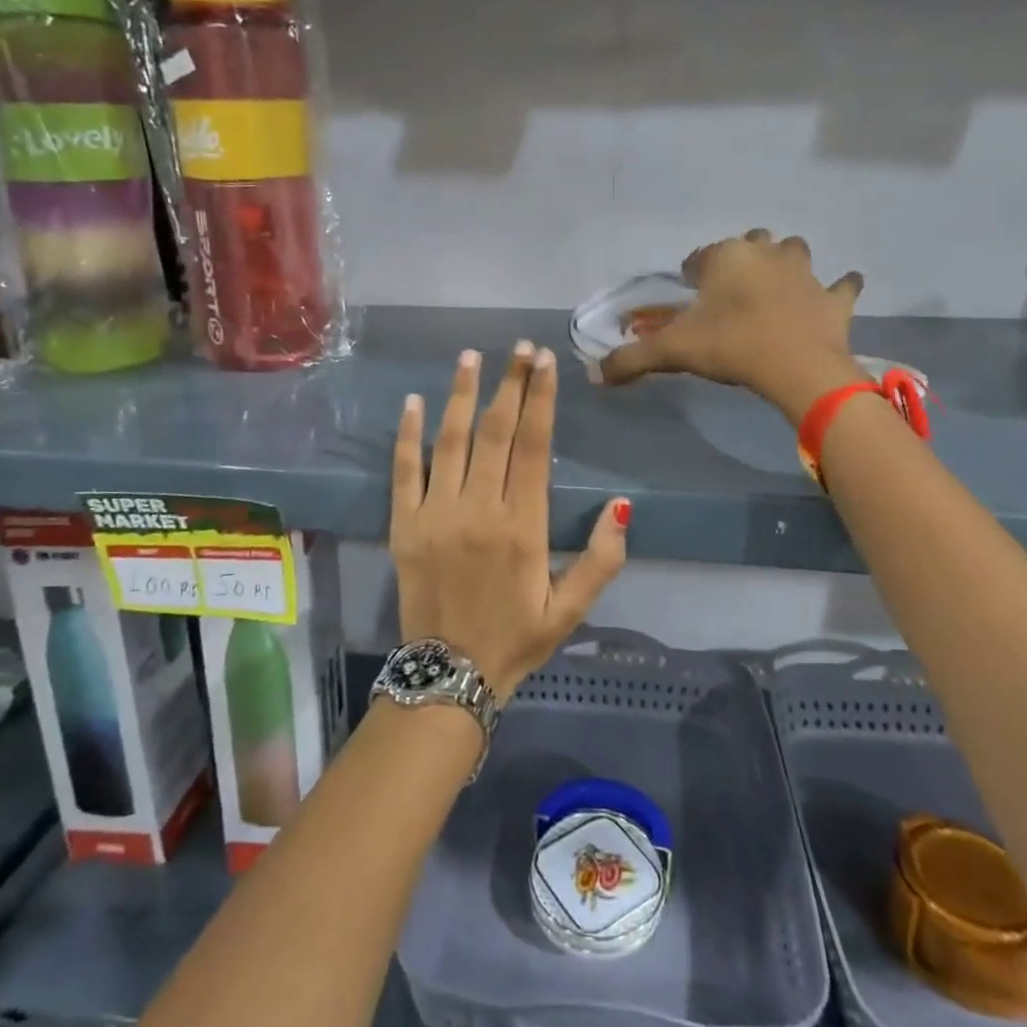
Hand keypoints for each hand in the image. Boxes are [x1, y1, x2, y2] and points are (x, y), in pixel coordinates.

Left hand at [391, 342, 629, 700]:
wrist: (448, 677)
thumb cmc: (515, 640)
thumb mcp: (569, 610)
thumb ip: (602, 560)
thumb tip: (622, 505)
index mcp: (522, 527)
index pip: (533, 447)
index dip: (540, 400)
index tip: (545, 363)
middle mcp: (478, 510)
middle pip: (496, 432)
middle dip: (510, 384)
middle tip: (520, 349)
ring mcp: (436, 514)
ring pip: (450, 440)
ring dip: (463, 395)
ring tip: (472, 357)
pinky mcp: (404, 525)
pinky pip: (404, 469)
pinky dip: (407, 433)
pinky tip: (414, 402)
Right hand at [599, 230, 864, 417]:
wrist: (796, 368)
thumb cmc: (730, 347)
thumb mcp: (672, 352)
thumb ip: (631, 359)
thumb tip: (594, 374)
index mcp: (725, 257)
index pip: (699, 258)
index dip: (692, 276)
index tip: (689, 298)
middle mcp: (766, 253)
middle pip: (750, 244)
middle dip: (740, 261)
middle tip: (729, 294)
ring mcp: (805, 272)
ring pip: (794, 252)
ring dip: (785, 263)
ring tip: (774, 289)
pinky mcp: (834, 298)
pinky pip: (842, 285)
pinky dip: (838, 289)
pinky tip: (836, 293)